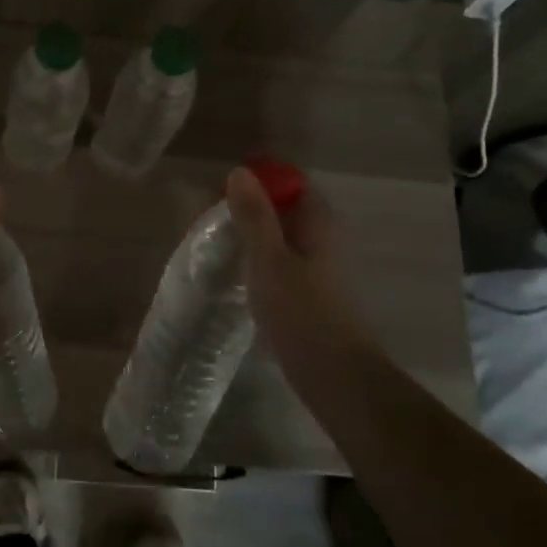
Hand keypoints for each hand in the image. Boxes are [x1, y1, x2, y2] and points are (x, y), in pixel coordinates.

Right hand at [225, 166, 368, 368]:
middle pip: (285, 208)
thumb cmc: (301, 312)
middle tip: (212, 223)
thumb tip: (240, 171)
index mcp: (319, 222)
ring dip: (252, 237)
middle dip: (250, 209)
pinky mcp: (310, 291)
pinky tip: (237, 276)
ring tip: (218, 247)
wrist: (334, 376)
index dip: (259, 181)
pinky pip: (281, 261)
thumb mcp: (268, 259)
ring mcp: (319, 266)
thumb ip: (254, 216)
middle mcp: (324, 237)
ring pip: (281, 236)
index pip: (291, 182)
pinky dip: (259, 261)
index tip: (223, 194)